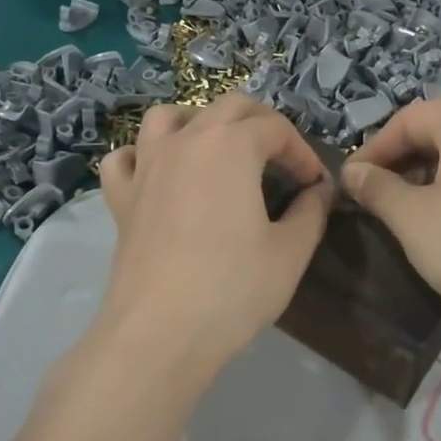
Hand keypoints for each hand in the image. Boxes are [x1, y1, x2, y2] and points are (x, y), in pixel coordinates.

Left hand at [96, 93, 333, 372]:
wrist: (160, 333)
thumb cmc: (233, 288)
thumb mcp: (291, 251)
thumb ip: (312, 211)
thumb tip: (319, 190)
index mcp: (231, 146)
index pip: (275, 128)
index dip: (302, 152)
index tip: (315, 184)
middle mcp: (185, 141)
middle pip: (227, 107)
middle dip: (261, 123)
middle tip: (281, 158)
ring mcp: (146, 166)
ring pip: (169, 117)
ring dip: (199, 122)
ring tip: (218, 150)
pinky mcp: (121, 198)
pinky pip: (126, 158)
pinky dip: (144, 155)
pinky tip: (160, 176)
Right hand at [343, 98, 440, 334]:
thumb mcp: (412, 218)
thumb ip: (377, 188)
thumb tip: (352, 172)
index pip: (408, 119)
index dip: (374, 148)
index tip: (351, 181)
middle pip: (439, 127)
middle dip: (402, 157)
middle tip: (376, 191)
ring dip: (430, 169)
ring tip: (408, 205)